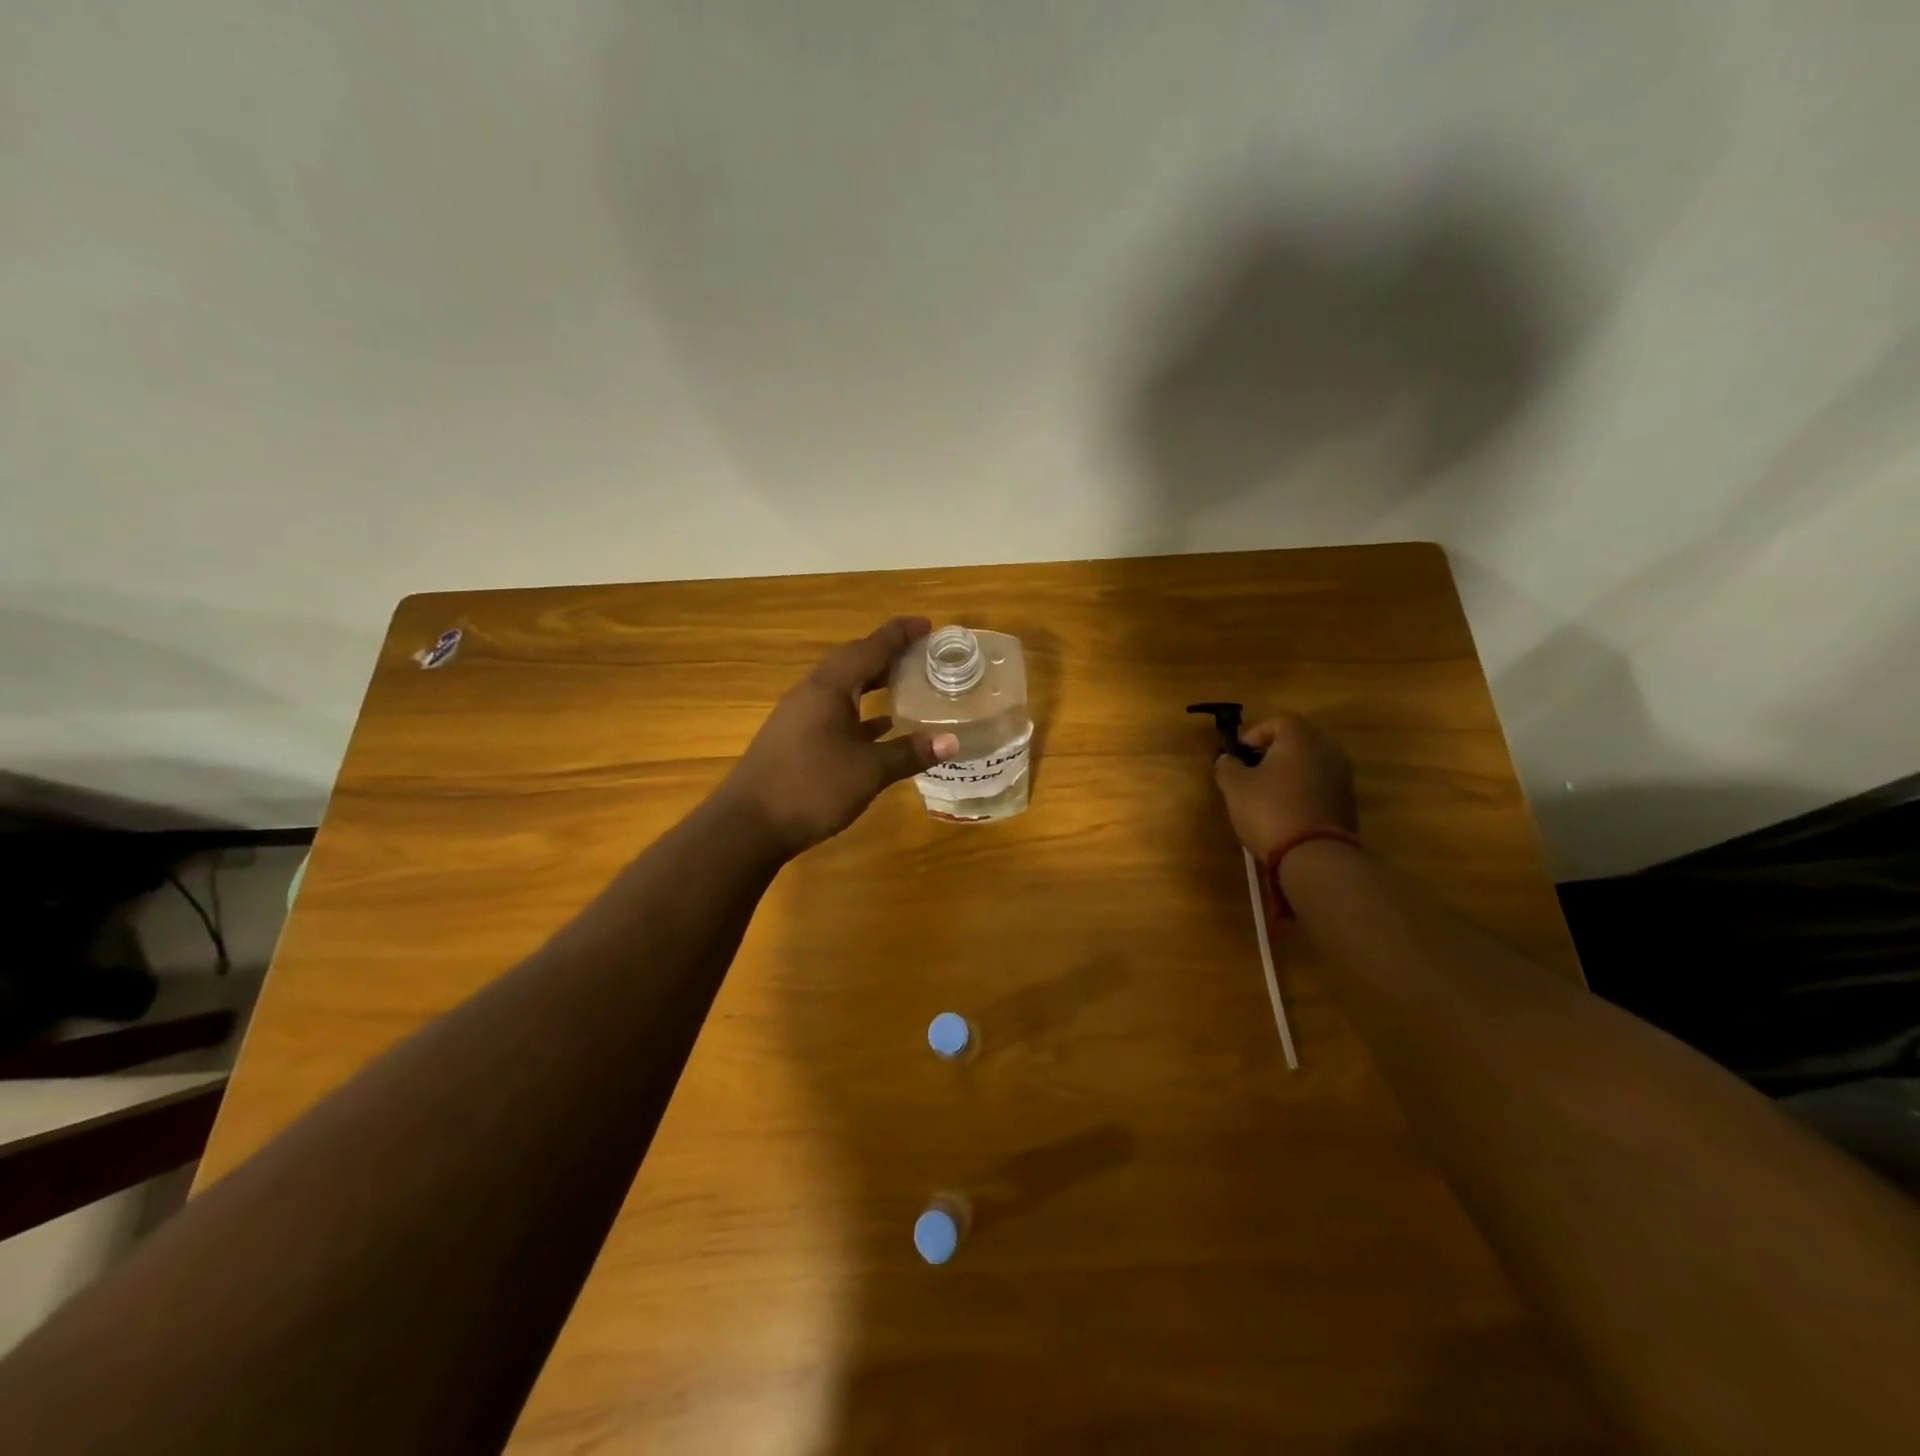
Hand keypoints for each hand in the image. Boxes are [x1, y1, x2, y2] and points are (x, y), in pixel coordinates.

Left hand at [720, 617, 958, 857]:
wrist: (748, 825)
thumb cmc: (811, 788)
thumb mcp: (868, 771)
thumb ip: (909, 753)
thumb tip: (952, 741)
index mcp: (828, 688)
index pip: (869, 648)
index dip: (899, 634)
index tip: (927, 625)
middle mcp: (811, 693)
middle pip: (853, 662)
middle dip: (887, 655)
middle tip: (922, 655)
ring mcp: (799, 716)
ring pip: (843, 688)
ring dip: (873, 683)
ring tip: (907, 684)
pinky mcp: (795, 739)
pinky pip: (834, 711)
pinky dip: (860, 712)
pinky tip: (881, 727)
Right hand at [1212, 714, 1356, 860]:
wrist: (1315, 854)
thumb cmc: (1269, 810)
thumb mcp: (1235, 787)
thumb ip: (1228, 766)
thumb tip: (1228, 759)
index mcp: (1300, 738)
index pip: (1277, 721)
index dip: (1254, 734)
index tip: (1239, 755)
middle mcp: (1327, 749)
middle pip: (1297, 741)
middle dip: (1272, 753)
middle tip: (1251, 772)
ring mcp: (1342, 776)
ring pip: (1310, 763)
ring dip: (1289, 773)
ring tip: (1266, 794)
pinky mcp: (1348, 801)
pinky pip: (1320, 785)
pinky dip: (1303, 790)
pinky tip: (1286, 810)